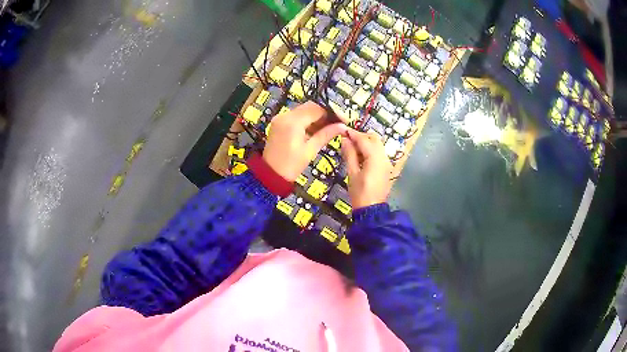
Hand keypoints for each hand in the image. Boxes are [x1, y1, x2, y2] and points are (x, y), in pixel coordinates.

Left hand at [263, 101, 346, 181]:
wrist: (270, 175)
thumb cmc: (291, 165)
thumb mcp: (310, 150)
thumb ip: (326, 134)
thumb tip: (343, 126)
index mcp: (293, 122)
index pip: (317, 108)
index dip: (332, 112)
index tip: (344, 119)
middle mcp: (285, 115)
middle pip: (310, 106)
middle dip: (326, 113)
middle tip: (339, 123)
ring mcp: (281, 118)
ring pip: (304, 110)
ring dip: (317, 116)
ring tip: (330, 127)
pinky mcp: (279, 122)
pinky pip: (297, 116)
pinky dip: (308, 120)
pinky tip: (317, 129)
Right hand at [341, 129, 392, 208]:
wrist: (371, 209)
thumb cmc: (359, 193)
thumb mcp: (352, 173)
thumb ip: (349, 154)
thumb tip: (345, 139)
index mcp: (375, 158)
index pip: (364, 140)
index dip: (353, 134)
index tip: (343, 131)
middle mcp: (384, 157)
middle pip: (374, 139)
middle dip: (361, 136)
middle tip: (348, 139)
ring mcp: (386, 162)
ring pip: (378, 145)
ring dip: (366, 142)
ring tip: (352, 147)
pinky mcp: (386, 167)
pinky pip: (379, 153)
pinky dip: (370, 150)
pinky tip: (360, 155)